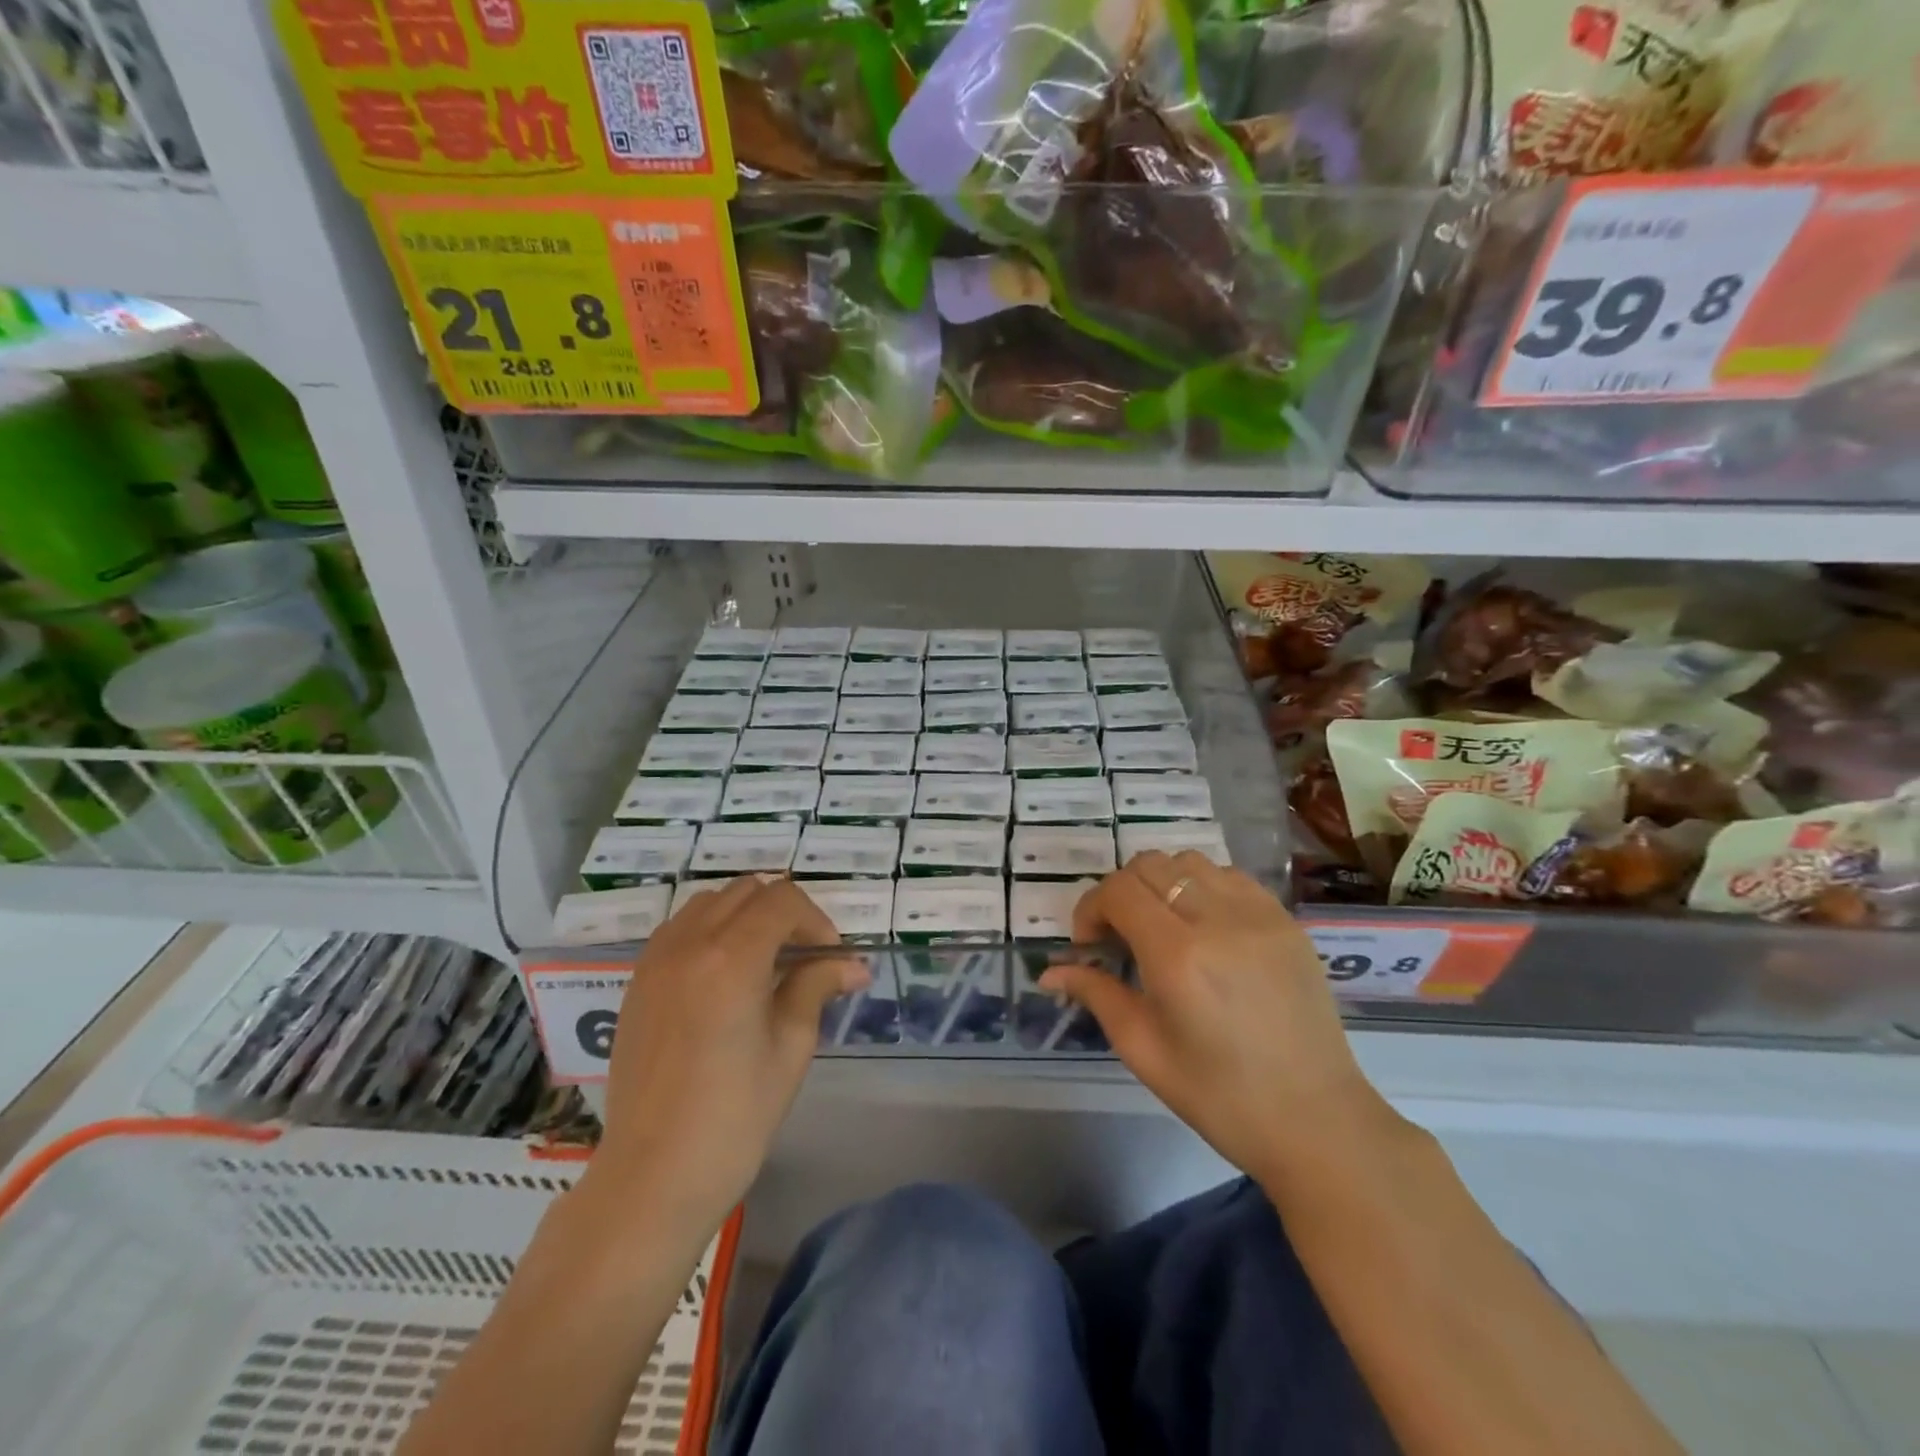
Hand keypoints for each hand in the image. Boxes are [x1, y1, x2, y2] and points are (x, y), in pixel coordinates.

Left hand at [593, 876, 865, 1228]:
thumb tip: (854, 965)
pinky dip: (710, 930)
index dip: (816, 920)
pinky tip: (724, 973)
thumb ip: (816, 987)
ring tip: (764, 960)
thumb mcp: (790, 1047)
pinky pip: (680, 928)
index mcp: (730, 958)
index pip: (782, 900)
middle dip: (784, 912)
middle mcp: (688, 944)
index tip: (830, 958)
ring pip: (710, 902)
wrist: (653, 1176)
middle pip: (746, 891)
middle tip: (803, 956)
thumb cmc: (735, 1118)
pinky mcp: (637, 981)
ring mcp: (656, 960)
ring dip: (745, 915)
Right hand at [1042, 852, 1394, 1186]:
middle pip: (1150, 865)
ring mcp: (1259, 914)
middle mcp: (1218, 919)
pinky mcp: (1286, 921)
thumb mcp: (1143, 1049)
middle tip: (1120, 935)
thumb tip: (1050, 970)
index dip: (1091, 907)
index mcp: (1178, 955)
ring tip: (1162, 926)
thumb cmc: (1219, 1096)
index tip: (1089, 943)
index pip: (1118, 890)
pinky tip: (1205, 928)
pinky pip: (1231, 877)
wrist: (1316, 1120)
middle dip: (1121, 892)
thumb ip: (1096, 994)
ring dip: (1162, 883)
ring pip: (1190, 862)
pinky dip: (1203, 887)